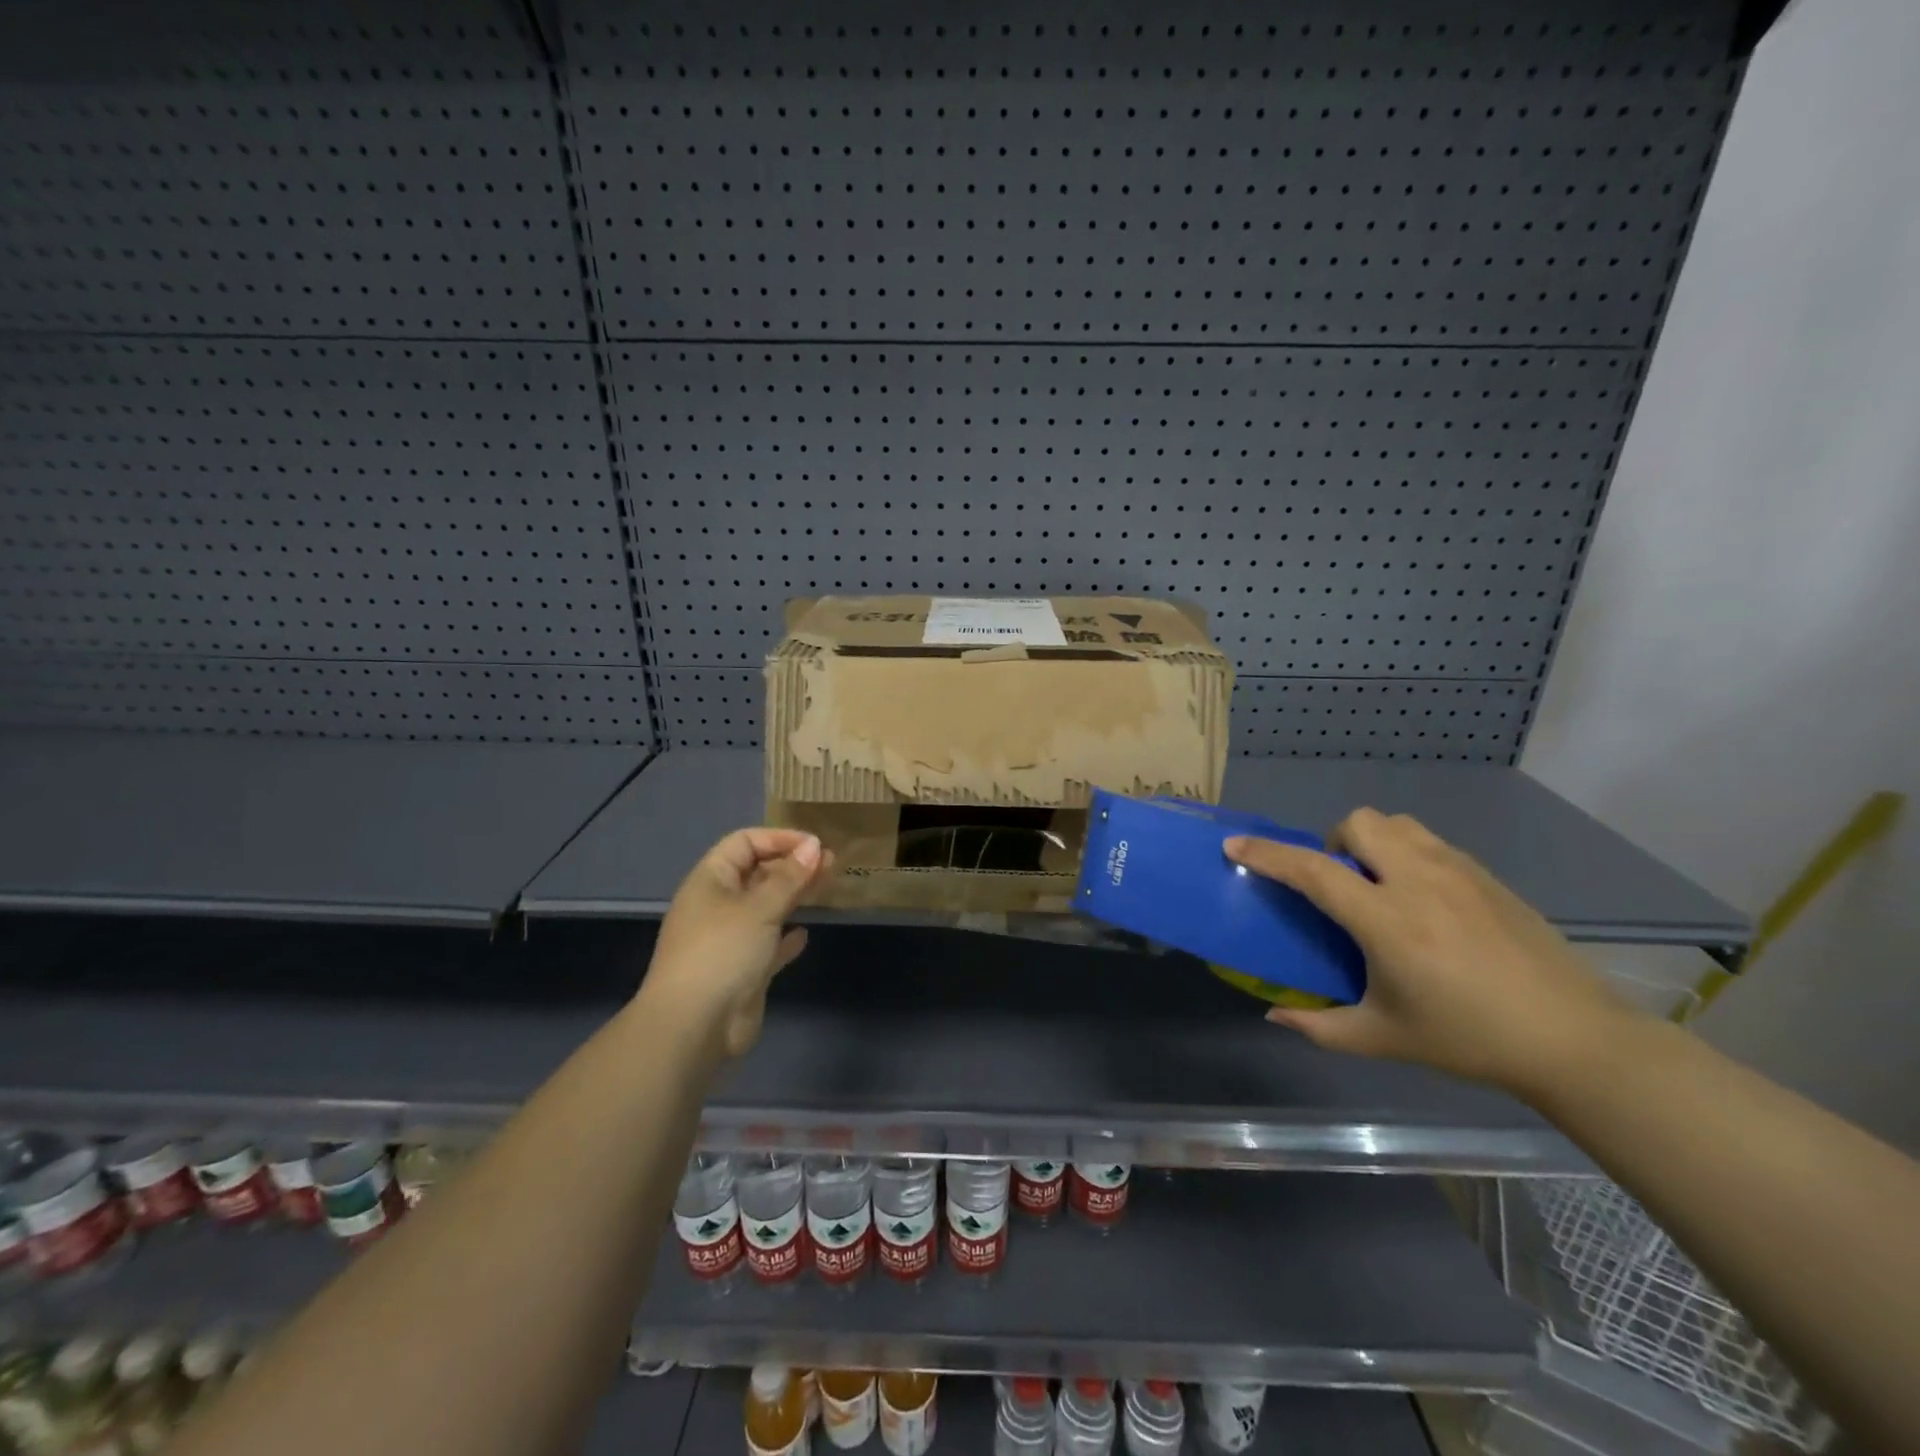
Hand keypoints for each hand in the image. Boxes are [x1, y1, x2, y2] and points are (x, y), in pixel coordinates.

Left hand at [642, 828, 832, 1059]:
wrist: (694, 1027)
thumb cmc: (723, 952)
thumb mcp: (759, 907)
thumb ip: (790, 877)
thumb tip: (815, 846)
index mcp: (710, 880)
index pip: (744, 843)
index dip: (779, 839)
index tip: (815, 846)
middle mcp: (717, 905)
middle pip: (757, 873)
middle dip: (792, 866)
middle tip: (831, 864)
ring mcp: (729, 939)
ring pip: (765, 908)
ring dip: (793, 896)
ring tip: (827, 888)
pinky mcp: (742, 971)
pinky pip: (767, 944)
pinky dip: (785, 937)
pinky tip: (804, 935)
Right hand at [1224, 810, 1638, 1098]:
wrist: (1573, 1038)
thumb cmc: (1469, 1038)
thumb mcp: (1384, 1038)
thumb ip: (1320, 1026)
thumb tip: (1274, 1016)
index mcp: (1387, 921)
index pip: (1313, 871)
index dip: (1268, 855)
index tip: (1235, 846)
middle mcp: (1418, 882)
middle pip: (1359, 823)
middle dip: (1334, 841)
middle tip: (1340, 884)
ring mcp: (1458, 872)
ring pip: (1396, 823)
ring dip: (1372, 841)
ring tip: (1378, 884)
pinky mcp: (1487, 875)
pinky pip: (1429, 841)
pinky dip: (1407, 852)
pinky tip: (1421, 899)